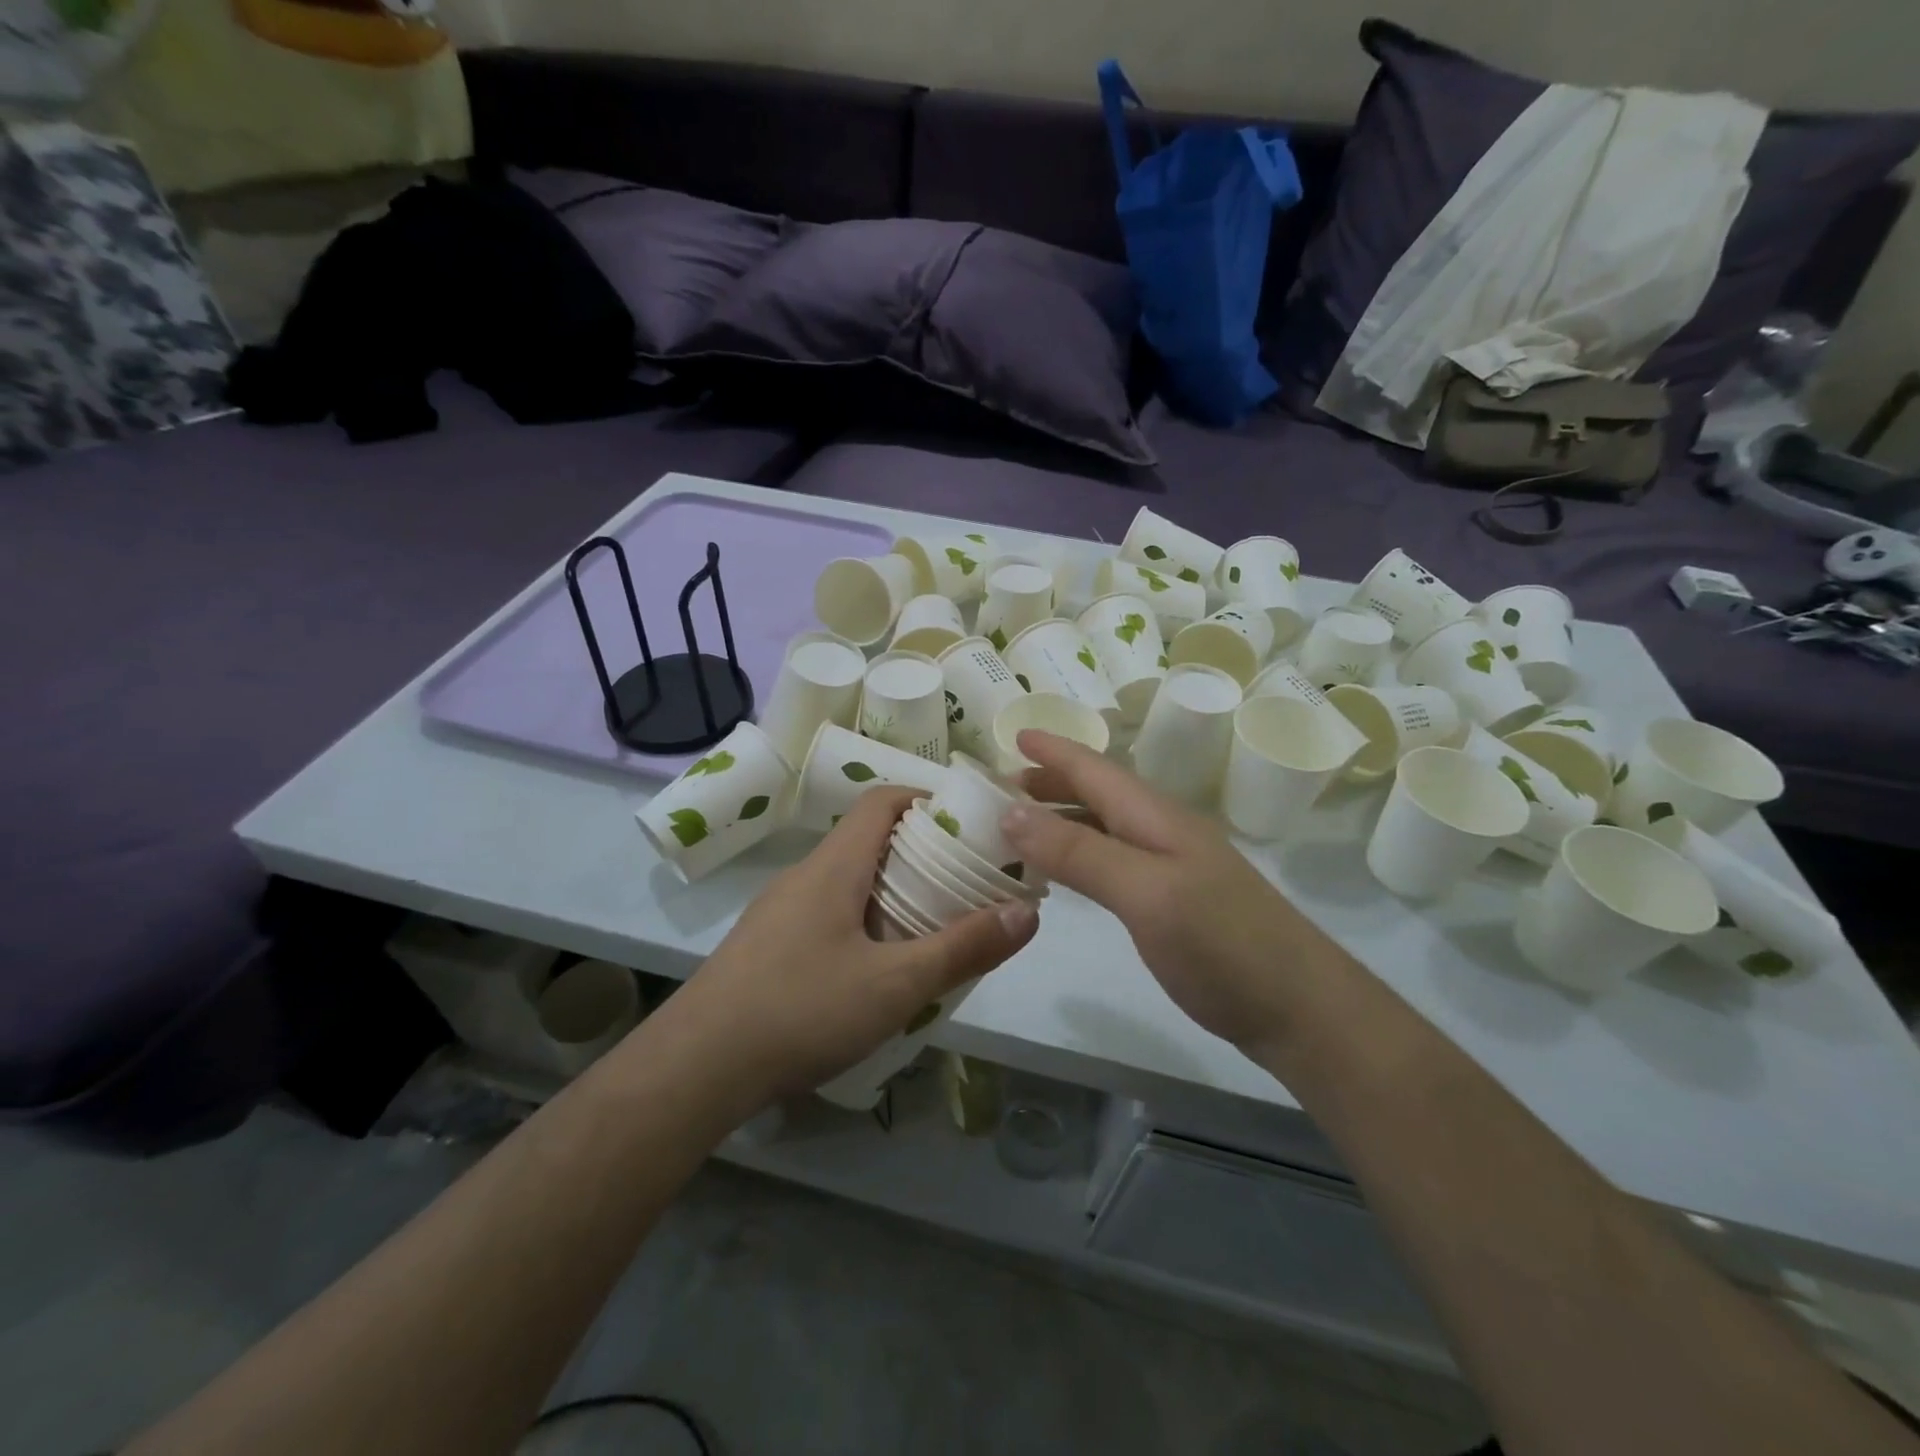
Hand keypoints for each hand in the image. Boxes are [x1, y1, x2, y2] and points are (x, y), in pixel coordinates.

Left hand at [659, 787, 1037, 1109]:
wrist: (695, 1068)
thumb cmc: (800, 1011)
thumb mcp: (895, 984)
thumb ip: (963, 948)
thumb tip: (1027, 911)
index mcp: (834, 865)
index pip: (882, 801)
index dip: (927, 799)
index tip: (970, 825)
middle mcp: (805, 875)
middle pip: (869, 839)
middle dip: (921, 852)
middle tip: (966, 882)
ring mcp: (780, 911)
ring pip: (848, 879)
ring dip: (893, 890)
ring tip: (934, 924)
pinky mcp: (768, 945)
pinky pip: (828, 912)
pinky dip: (864, 919)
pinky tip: (879, 967)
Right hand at [1003, 731, 1346, 1058]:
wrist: (1300, 1009)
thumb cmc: (1222, 943)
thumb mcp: (1145, 892)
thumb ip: (1078, 852)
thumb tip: (1009, 811)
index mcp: (1155, 817)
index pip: (1095, 770)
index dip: (1053, 750)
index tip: (1012, 733)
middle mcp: (1162, 833)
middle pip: (1099, 793)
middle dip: (1051, 782)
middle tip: (1001, 787)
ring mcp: (1172, 869)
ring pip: (1105, 827)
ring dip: (1061, 818)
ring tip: (1019, 826)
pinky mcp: (1174, 904)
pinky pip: (1113, 863)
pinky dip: (1079, 856)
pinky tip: (1066, 874)